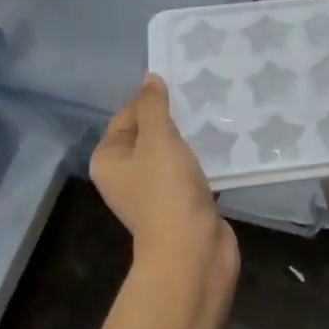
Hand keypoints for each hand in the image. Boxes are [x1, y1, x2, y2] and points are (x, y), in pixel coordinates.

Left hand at [91, 76, 233, 272]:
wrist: (192, 248)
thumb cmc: (167, 190)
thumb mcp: (158, 139)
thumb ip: (153, 107)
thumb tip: (149, 80)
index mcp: (108, 160)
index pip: (125, 117)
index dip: (149, 101)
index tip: (179, 87)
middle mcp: (125, 176)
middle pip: (147, 136)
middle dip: (171, 120)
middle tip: (199, 100)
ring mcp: (153, 193)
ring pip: (170, 156)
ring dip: (188, 142)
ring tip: (213, 120)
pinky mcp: (179, 205)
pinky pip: (188, 174)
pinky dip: (201, 163)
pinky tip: (219, 150)